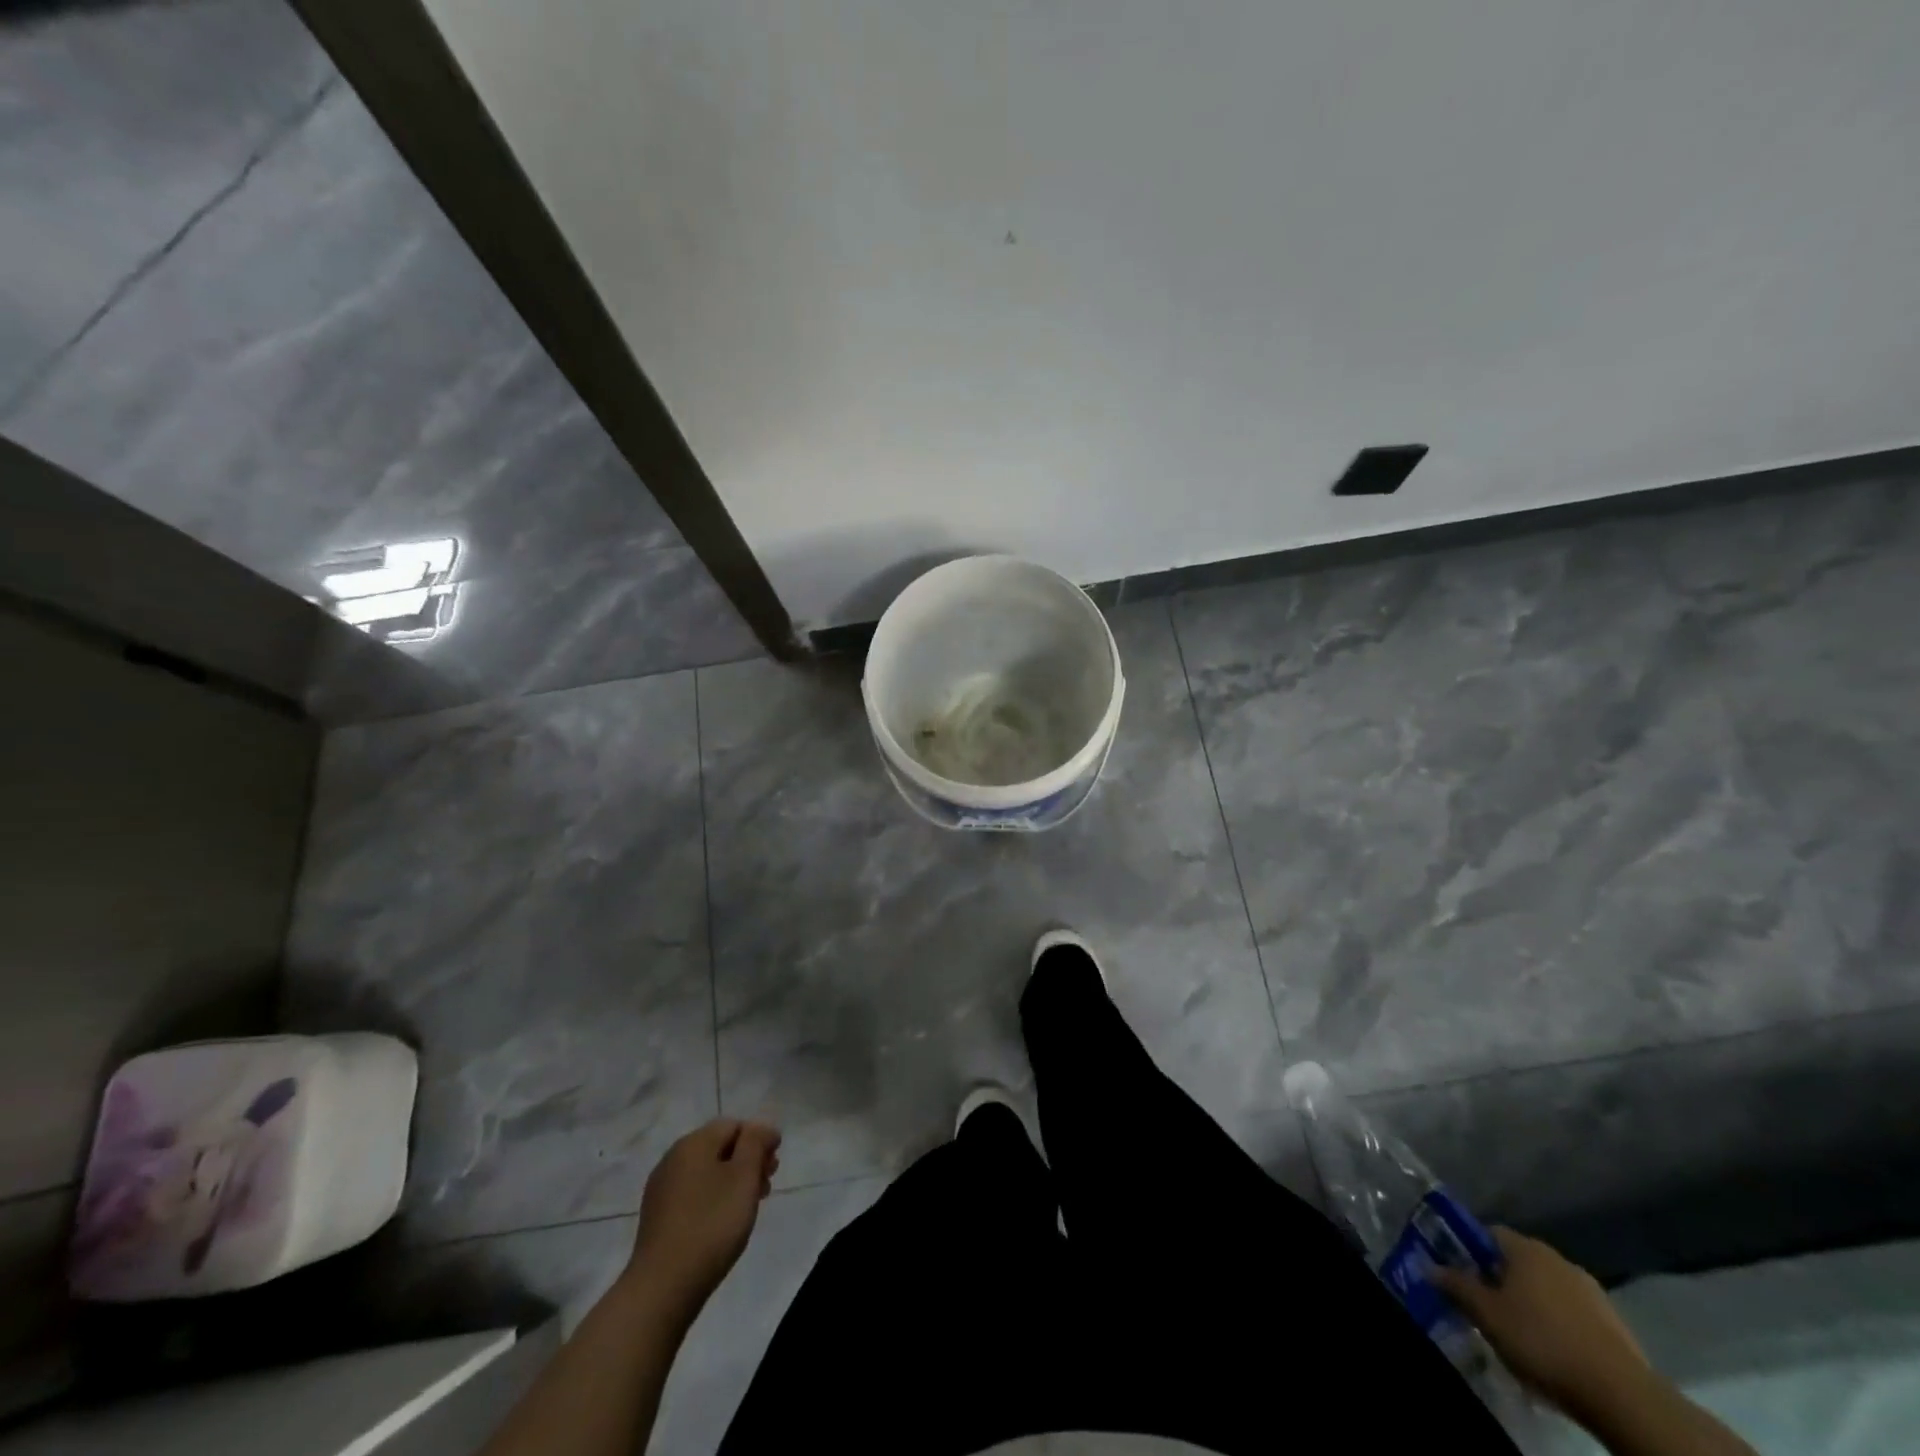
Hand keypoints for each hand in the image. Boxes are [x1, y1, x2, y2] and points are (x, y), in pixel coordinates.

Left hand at [626, 1119, 780, 1318]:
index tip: (774, 1167)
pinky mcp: (657, 1217)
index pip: (734, 1125)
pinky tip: (722, 1223)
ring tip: (749, 1207)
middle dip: (747, 1161)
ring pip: (707, 1171)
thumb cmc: (711, 1225)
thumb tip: (761, 1128)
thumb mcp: (744, 1177)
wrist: (662, 1288)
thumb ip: (756, 1143)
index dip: (759, 1139)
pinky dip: (713, 1198)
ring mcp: (662, 1189)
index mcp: (693, 1143)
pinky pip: (693, 1194)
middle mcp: (673, 1158)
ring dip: (732, 1181)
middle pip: (719, 1147)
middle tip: (766, 1186)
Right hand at [1434, 1227, 1648, 1420]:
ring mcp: (1591, 1289)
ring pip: (1548, 1287)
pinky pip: (1573, 1311)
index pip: (1488, 1233)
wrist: (1622, 1394)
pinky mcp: (1614, 1322)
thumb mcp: (1486, 1314)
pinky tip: (1555, 1348)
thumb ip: (1456, 1285)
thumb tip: (1430, 1266)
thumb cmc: (1542, 1341)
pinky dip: (1560, 1322)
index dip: (1470, 1251)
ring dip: (1532, 1302)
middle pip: (1518, 1260)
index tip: (1461, 1274)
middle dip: (1501, 1279)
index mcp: (1525, 1248)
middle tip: (1487, 1306)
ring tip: (1521, 1332)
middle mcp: (1557, 1257)